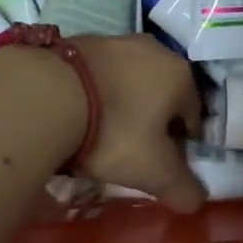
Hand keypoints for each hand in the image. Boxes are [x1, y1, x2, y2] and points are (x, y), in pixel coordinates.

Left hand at [68, 36, 207, 213]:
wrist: (45, 95)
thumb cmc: (114, 132)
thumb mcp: (153, 171)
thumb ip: (182, 189)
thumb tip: (197, 201)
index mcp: (179, 75)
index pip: (192, 117)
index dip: (180, 146)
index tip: (160, 166)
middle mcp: (153, 49)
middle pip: (161, 96)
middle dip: (151, 122)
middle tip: (131, 152)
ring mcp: (114, 41)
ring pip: (129, 83)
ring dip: (122, 106)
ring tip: (99, 135)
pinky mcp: (79, 41)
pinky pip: (97, 75)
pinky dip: (94, 94)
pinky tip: (77, 115)